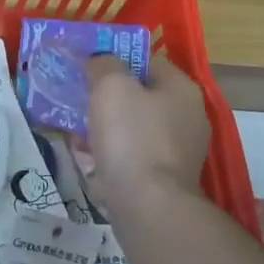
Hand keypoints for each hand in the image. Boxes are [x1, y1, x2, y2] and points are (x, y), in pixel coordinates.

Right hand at [85, 54, 209, 198]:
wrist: (147, 204)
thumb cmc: (131, 136)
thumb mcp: (111, 86)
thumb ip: (104, 64)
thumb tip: (99, 61)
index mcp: (181, 89)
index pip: (147, 60)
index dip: (116, 58)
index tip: (87, 65)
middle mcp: (187, 116)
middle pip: (140, 94)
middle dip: (107, 95)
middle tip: (78, 96)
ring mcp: (178, 150)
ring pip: (133, 126)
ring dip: (105, 124)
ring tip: (75, 128)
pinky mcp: (165, 177)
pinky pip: (132, 153)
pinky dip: (111, 151)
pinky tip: (87, 156)